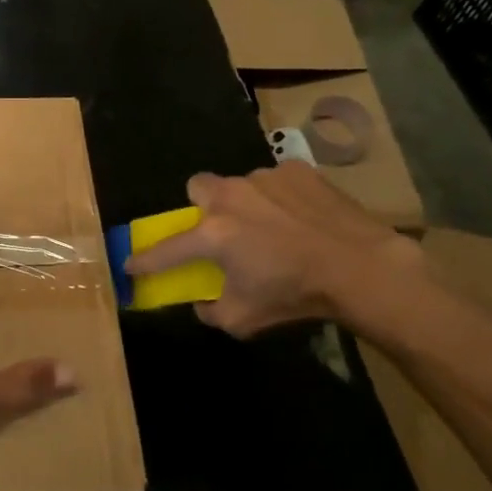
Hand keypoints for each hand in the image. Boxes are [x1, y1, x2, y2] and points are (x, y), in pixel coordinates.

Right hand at [124, 162, 424, 337]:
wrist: (361, 267)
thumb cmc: (295, 294)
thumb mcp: (244, 320)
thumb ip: (211, 310)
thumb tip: (203, 302)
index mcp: (213, 234)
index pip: (166, 249)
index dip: (145, 260)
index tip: (130, 265)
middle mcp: (231, 197)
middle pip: (197, 187)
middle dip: (202, 206)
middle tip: (221, 230)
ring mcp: (264, 178)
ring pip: (241, 184)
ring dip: (246, 204)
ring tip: (273, 227)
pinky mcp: (297, 170)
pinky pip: (277, 181)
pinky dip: (281, 198)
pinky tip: (301, 218)